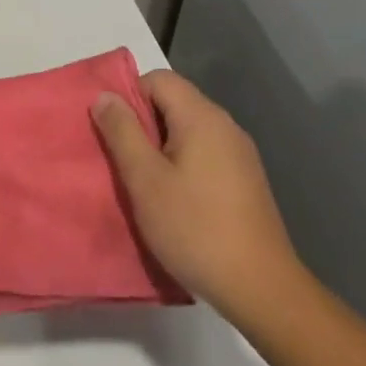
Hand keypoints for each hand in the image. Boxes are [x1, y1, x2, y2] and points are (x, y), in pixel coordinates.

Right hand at [91, 70, 310, 325]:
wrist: (260, 287)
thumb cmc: (194, 228)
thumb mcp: (145, 179)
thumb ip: (122, 132)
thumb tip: (105, 95)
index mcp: (202, 116)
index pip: (158, 79)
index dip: (129, 96)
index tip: (112, 132)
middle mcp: (225, 125)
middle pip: (174, 102)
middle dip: (143, 124)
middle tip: (121, 160)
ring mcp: (240, 153)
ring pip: (188, 130)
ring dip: (161, 147)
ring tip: (143, 182)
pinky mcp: (246, 179)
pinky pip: (205, 153)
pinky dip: (182, 164)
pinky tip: (174, 199)